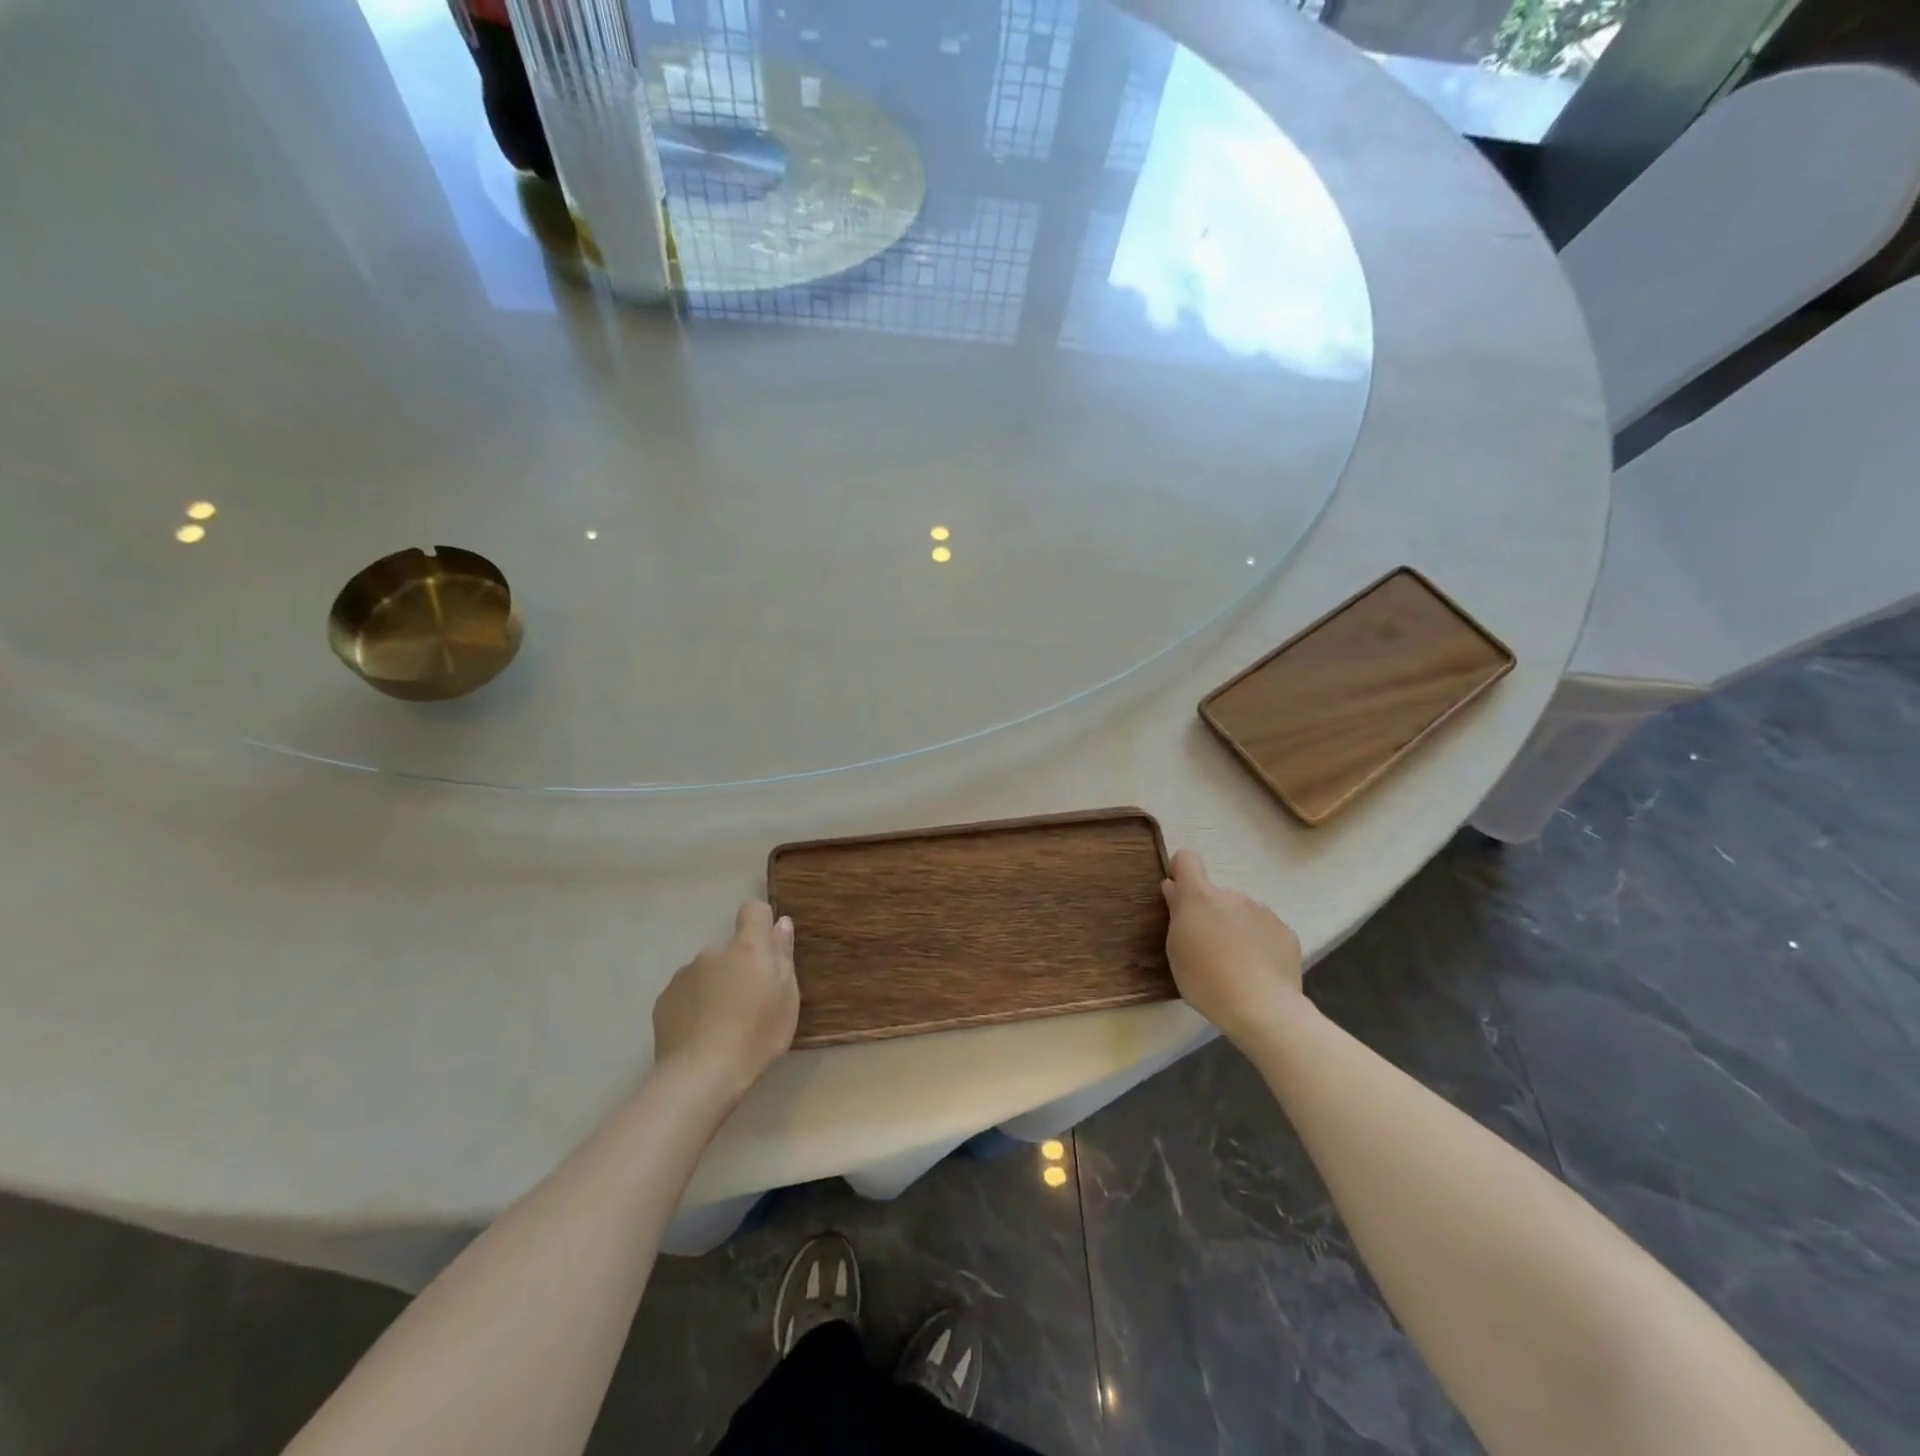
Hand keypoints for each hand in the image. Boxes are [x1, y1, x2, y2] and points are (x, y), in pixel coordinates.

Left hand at [652, 902, 798, 1097]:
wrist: (701, 1075)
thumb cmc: (757, 1035)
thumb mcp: (786, 998)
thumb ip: (783, 955)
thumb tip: (782, 923)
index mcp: (748, 948)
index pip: (753, 910)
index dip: (761, 924)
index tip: (767, 950)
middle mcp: (713, 952)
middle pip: (731, 948)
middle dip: (739, 966)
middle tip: (748, 1003)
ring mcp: (685, 974)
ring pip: (707, 971)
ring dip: (715, 986)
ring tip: (721, 1024)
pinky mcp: (664, 998)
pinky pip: (686, 992)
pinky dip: (695, 1004)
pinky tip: (700, 1032)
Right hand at [1162, 848, 1307, 1045]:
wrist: (1262, 1008)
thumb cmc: (1206, 980)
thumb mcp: (1176, 950)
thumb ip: (1176, 914)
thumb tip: (1174, 889)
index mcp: (1200, 897)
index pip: (1187, 860)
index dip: (1181, 871)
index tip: (1179, 894)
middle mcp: (1233, 895)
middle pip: (1216, 895)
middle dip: (1211, 914)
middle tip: (1209, 949)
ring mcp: (1263, 912)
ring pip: (1242, 913)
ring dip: (1235, 929)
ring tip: (1237, 965)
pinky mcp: (1286, 932)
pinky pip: (1265, 930)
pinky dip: (1259, 944)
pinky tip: (1259, 972)